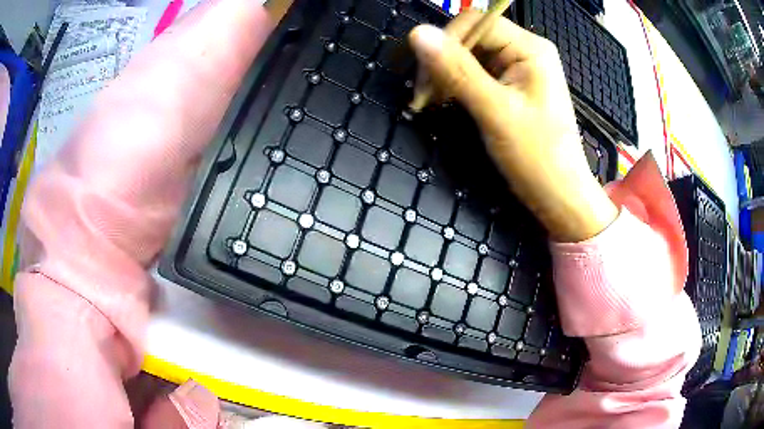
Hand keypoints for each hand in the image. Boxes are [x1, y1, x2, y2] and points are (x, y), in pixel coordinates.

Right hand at [409, 11, 616, 241]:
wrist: (559, 196)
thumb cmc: (537, 156)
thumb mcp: (495, 111)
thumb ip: (457, 70)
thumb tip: (417, 33)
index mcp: (529, 48)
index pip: (475, 23)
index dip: (445, 41)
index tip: (425, 77)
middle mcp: (524, 51)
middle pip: (471, 38)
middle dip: (444, 60)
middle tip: (425, 95)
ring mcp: (518, 69)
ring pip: (469, 56)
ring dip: (447, 74)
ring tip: (433, 101)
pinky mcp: (511, 86)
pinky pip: (476, 73)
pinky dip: (457, 85)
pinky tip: (447, 101)